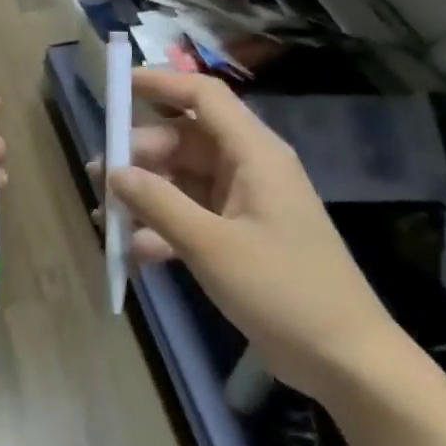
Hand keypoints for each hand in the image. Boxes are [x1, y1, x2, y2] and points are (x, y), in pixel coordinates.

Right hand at [101, 70, 410, 403]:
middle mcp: (249, 168)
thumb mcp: (211, 246)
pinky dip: (161, 227)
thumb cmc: (284, 292)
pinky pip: (190, 214)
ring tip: (104, 216)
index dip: (159, 83)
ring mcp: (244, 203)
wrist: (346, 361)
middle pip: (183, 140)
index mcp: (254, 154)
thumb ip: (158, 203)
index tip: (115, 87)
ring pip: (182, 179)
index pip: (203, 96)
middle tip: (100, 178)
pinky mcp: (239, 235)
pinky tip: (132, 252)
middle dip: (139, 155)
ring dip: (145, 194)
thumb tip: (113, 171)